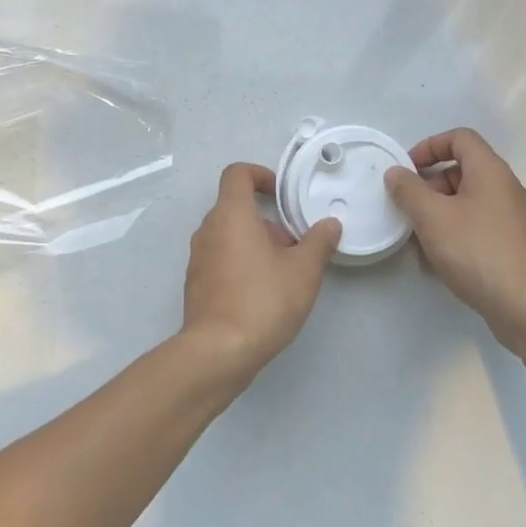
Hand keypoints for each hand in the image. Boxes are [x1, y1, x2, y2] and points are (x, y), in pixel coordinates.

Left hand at [182, 162, 341, 385]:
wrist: (218, 352)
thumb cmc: (262, 300)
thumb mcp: (304, 271)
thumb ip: (319, 242)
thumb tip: (329, 225)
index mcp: (231, 215)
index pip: (237, 174)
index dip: (259, 174)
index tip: (280, 194)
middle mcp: (208, 230)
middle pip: (235, 207)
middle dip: (266, 220)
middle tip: (292, 243)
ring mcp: (198, 258)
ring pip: (228, 235)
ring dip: (254, 243)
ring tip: (282, 271)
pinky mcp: (195, 284)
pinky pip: (220, 259)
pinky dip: (240, 263)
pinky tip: (262, 293)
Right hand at [384, 128, 525, 354]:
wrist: (524, 306)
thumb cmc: (476, 251)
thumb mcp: (432, 217)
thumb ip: (409, 190)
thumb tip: (396, 173)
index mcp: (490, 171)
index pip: (459, 138)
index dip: (429, 146)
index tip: (407, 171)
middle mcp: (505, 188)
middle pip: (461, 172)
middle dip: (429, 188)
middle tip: (408, 211)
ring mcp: (511, 219)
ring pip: (466, 204)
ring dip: (437, 216)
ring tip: (417, 243)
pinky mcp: (511, 246)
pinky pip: (476, 228)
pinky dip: (454, 236)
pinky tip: (437, 264)